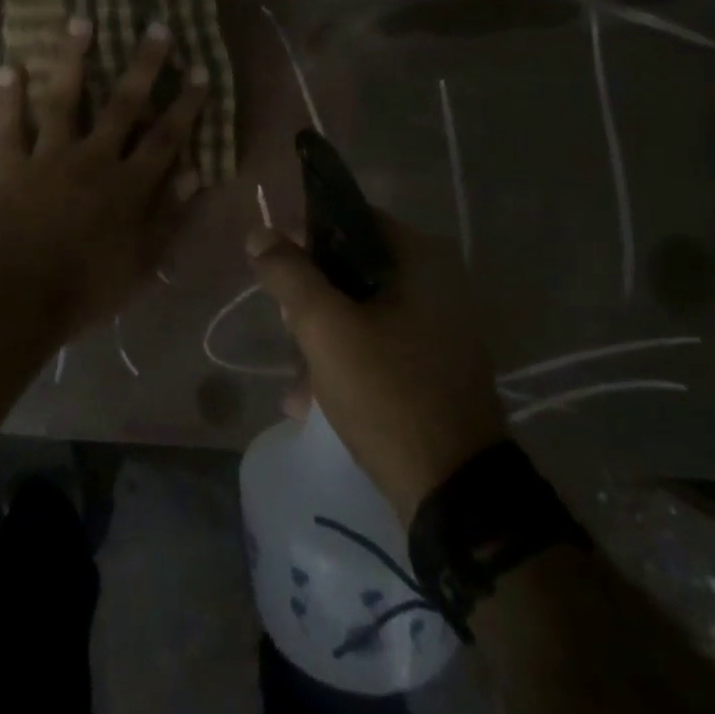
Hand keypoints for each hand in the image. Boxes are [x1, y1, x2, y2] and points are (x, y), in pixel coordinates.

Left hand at [0, 16, 208, 335]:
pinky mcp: (10, 168)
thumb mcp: (142, 263)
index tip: (201, 70)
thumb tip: (196, 173)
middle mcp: (92, 160)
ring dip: (71, 59)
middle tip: (157, 28)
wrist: (17, 303)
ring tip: (80, 21)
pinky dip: (8, 99)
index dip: (186, 104)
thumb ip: (170, 216)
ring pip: (63, 100)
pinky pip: (8, 128)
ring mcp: (47, 160)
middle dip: (143, 66)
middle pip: (122, 105)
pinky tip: (8, 67)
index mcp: (127, 185)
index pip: (166, 137)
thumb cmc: (87, 289)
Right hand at [248, 215, 508, 523]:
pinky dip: (345, 363)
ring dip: (321, 338)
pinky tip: (312, 401)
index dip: (305, 236)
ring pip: (360, 312)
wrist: (455, 494)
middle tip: (288, 329)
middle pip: (352, 269)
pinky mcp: (433, 369)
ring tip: (296, 382)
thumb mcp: (325, 328)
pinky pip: (377, 347)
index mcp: (419, 260)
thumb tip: (260, 233)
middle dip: (311, 300)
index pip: (350, 219)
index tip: (274, 267)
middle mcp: (436, 285)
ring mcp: (438, 330)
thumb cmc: (388, 393)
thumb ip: (288, 273)